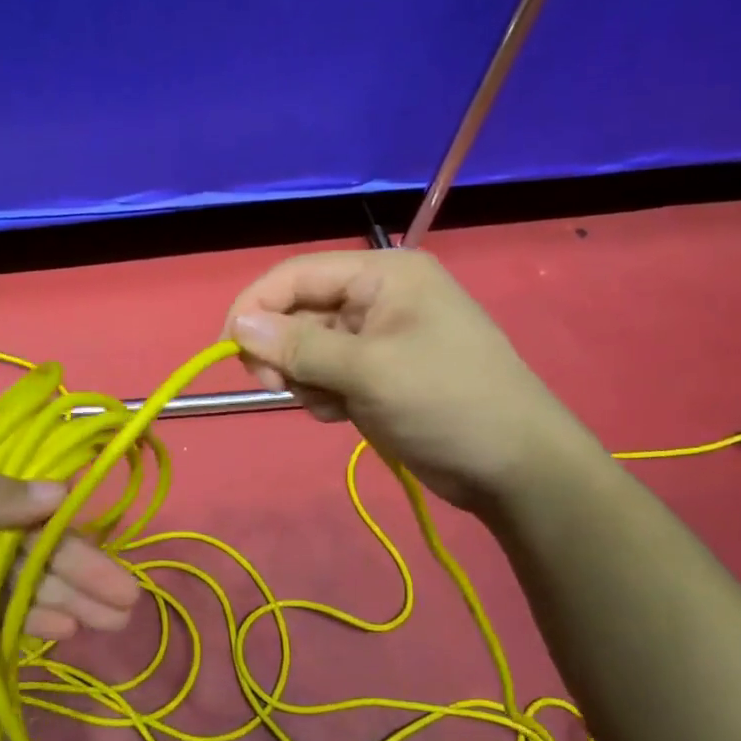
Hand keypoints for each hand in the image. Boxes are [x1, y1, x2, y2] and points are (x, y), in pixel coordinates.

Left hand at [0, 413, 140, 661]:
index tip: (105, 515)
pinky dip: (24, 614)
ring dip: (61, 591)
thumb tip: (58, 493)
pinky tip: (61, 631)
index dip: (63, 488)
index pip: (19, 459)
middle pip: (26, 524)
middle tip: (125, 595)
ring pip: (14, 567)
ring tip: (110, 620)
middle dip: (77, 556)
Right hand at [225, 249, 608, 510]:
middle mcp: (377, 297)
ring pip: (306, 348)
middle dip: (285, 352)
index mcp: (382, 274)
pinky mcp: (376, 372)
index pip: (296, 274)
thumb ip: (299, 346)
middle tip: (283, 388)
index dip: (255, 306)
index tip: (228, 349)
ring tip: (333, 405)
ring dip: (305, 379)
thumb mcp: (368, 370)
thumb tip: (237, 326)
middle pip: (298, 311)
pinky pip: (325, 373)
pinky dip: (323, 394)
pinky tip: (344, 414)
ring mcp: (377, 337)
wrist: (512, 466)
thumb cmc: (445, 401)